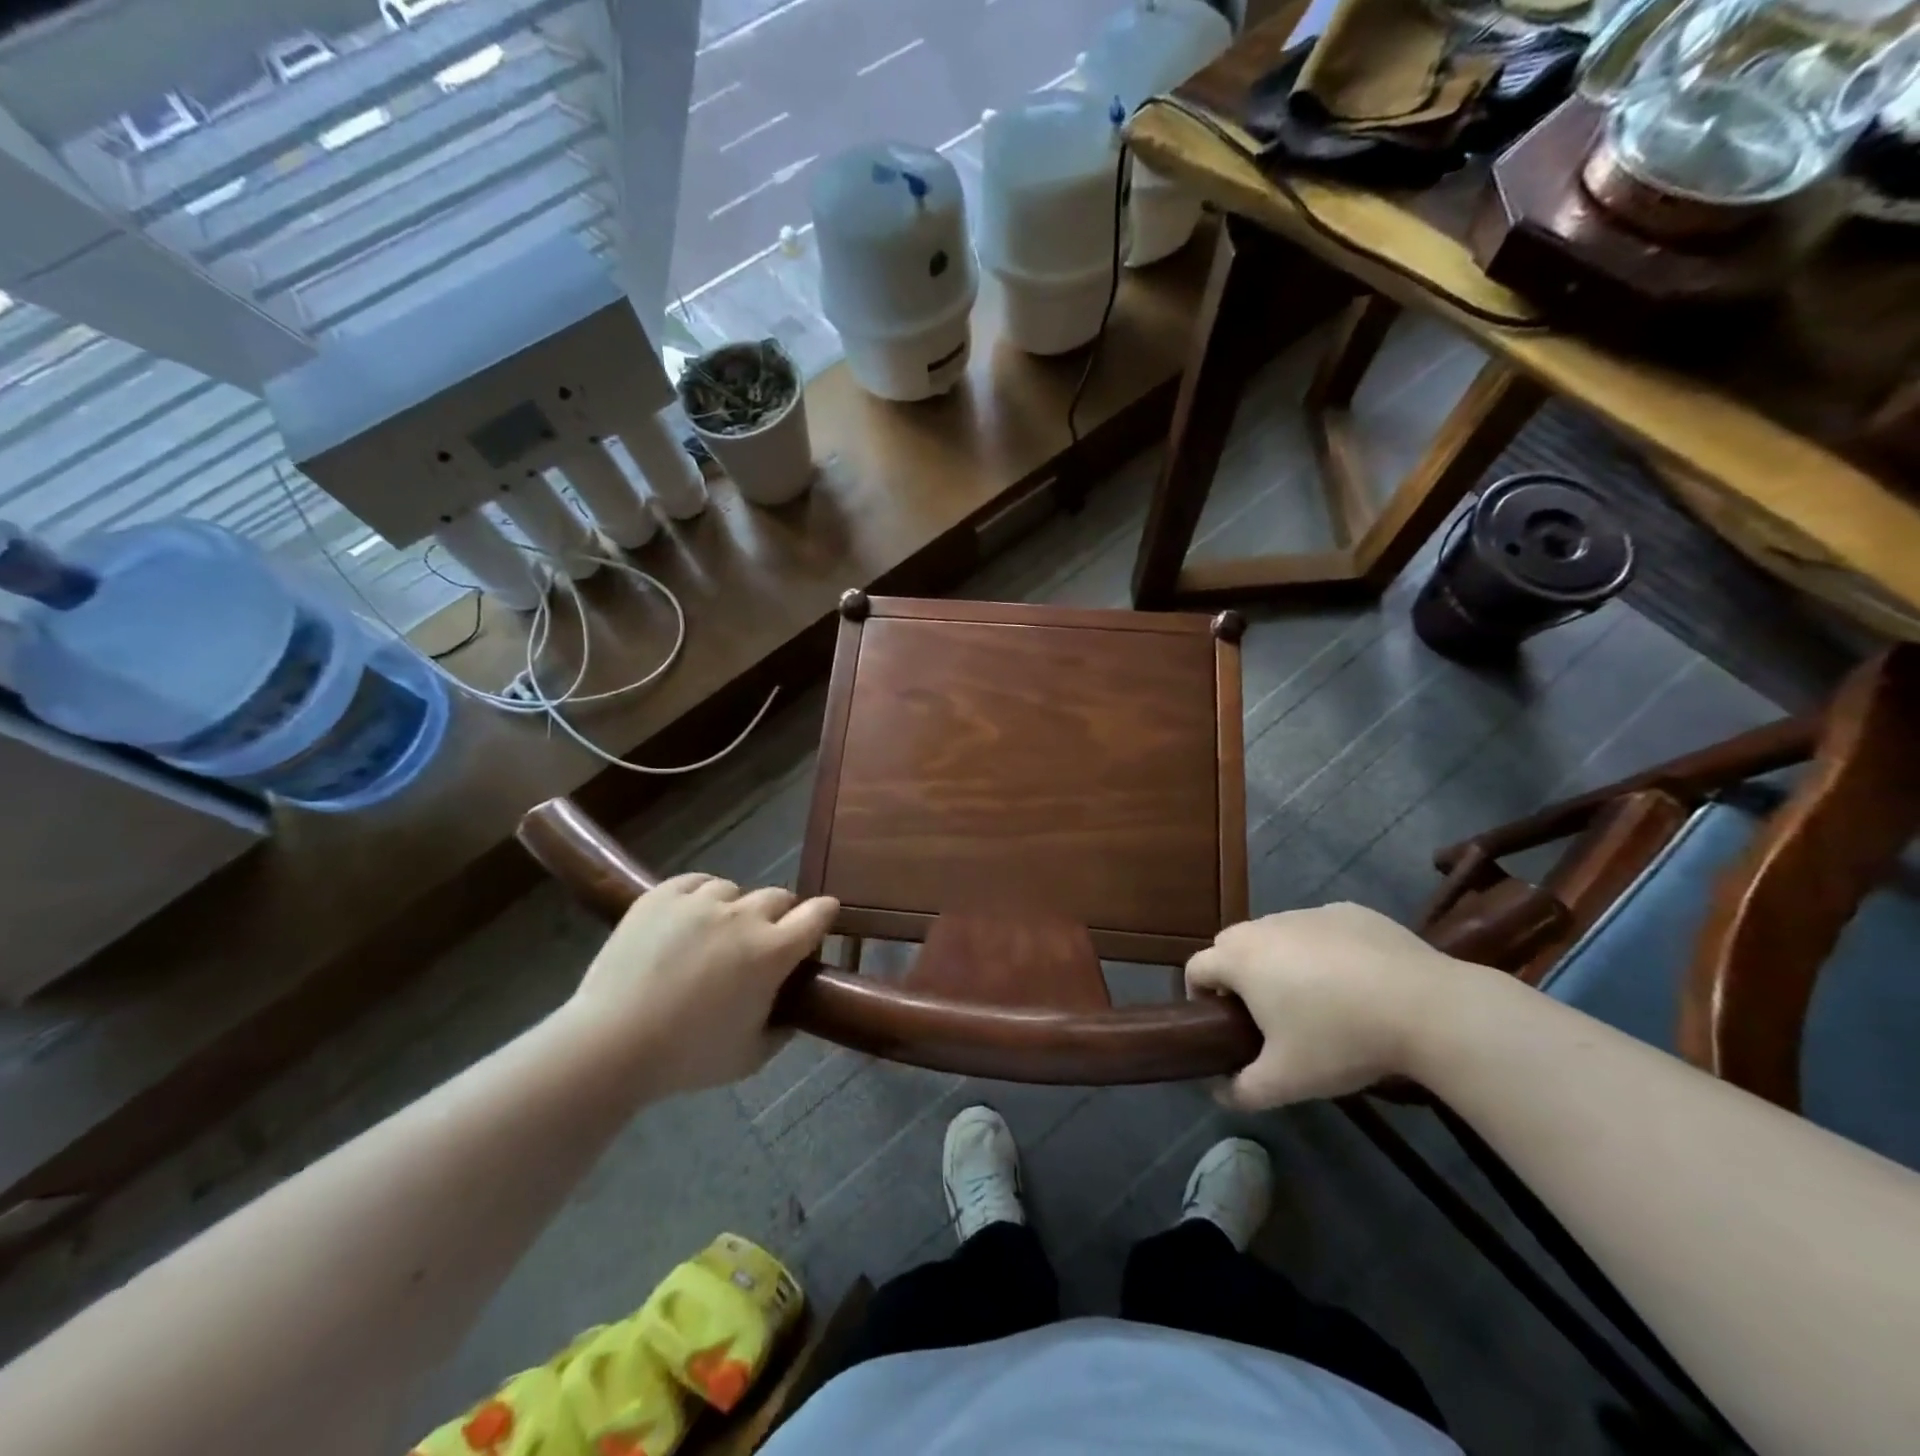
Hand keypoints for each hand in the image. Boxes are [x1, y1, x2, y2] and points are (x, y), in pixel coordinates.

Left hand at [564, 875, 837, 1094]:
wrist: (610, 1045)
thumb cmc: (687, 1058)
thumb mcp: (751, 1056)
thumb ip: (783, 1029)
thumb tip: (794, 1011)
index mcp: (772, 951)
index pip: (818, 913)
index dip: (824, 915)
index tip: (820, 921)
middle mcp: (743, 916)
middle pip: (778, 897)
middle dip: (780, 916)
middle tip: (762, 942)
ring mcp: (700, 901)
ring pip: (734, 890)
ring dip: (736, 908)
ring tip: (716, 933)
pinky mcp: (662, 895)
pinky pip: (696, 882)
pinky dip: (701, 895)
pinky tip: (690, 918)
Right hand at [1185, 903, 1468, 1109]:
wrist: (1426, 1007)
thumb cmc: (1340, 1039)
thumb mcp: (1286, 1081)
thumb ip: (1242, 1090)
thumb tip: (1219, 1092)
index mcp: (1241, 958)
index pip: (1196, 967)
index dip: (1198, 995)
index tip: (1219, 1024)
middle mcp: (1266, 925)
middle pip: (1233, 945)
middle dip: (1237, 976)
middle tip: (1264, 1016)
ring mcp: (1309, 913)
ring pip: (1278, 935)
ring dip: (1281, 961)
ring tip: (1315, 1001)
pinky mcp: (1349, 911)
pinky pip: (1320, 930)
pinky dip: (1324, 951)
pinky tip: (1357, 983)